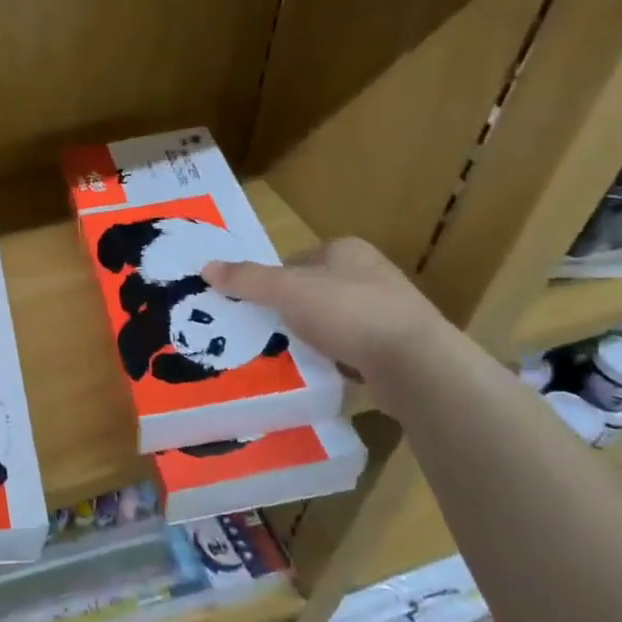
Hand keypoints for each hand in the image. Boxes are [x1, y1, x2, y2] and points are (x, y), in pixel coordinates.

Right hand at [204, 237, 452, 386]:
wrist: (415, 363)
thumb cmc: (348, 312)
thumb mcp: (287, 290)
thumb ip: (247, 278)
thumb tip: (206, 267)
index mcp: (346, 250)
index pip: (295, 260)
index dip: (270, 281)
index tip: (251, 307)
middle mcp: (370, 273)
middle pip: (312, 290)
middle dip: (289, 311)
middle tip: (262, 333)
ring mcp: (387, 310)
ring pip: (331, 320)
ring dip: (311, 336)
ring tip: (287, 355)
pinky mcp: (396, 345)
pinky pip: (352, 347)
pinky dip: (334, 358)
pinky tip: (320, 372)